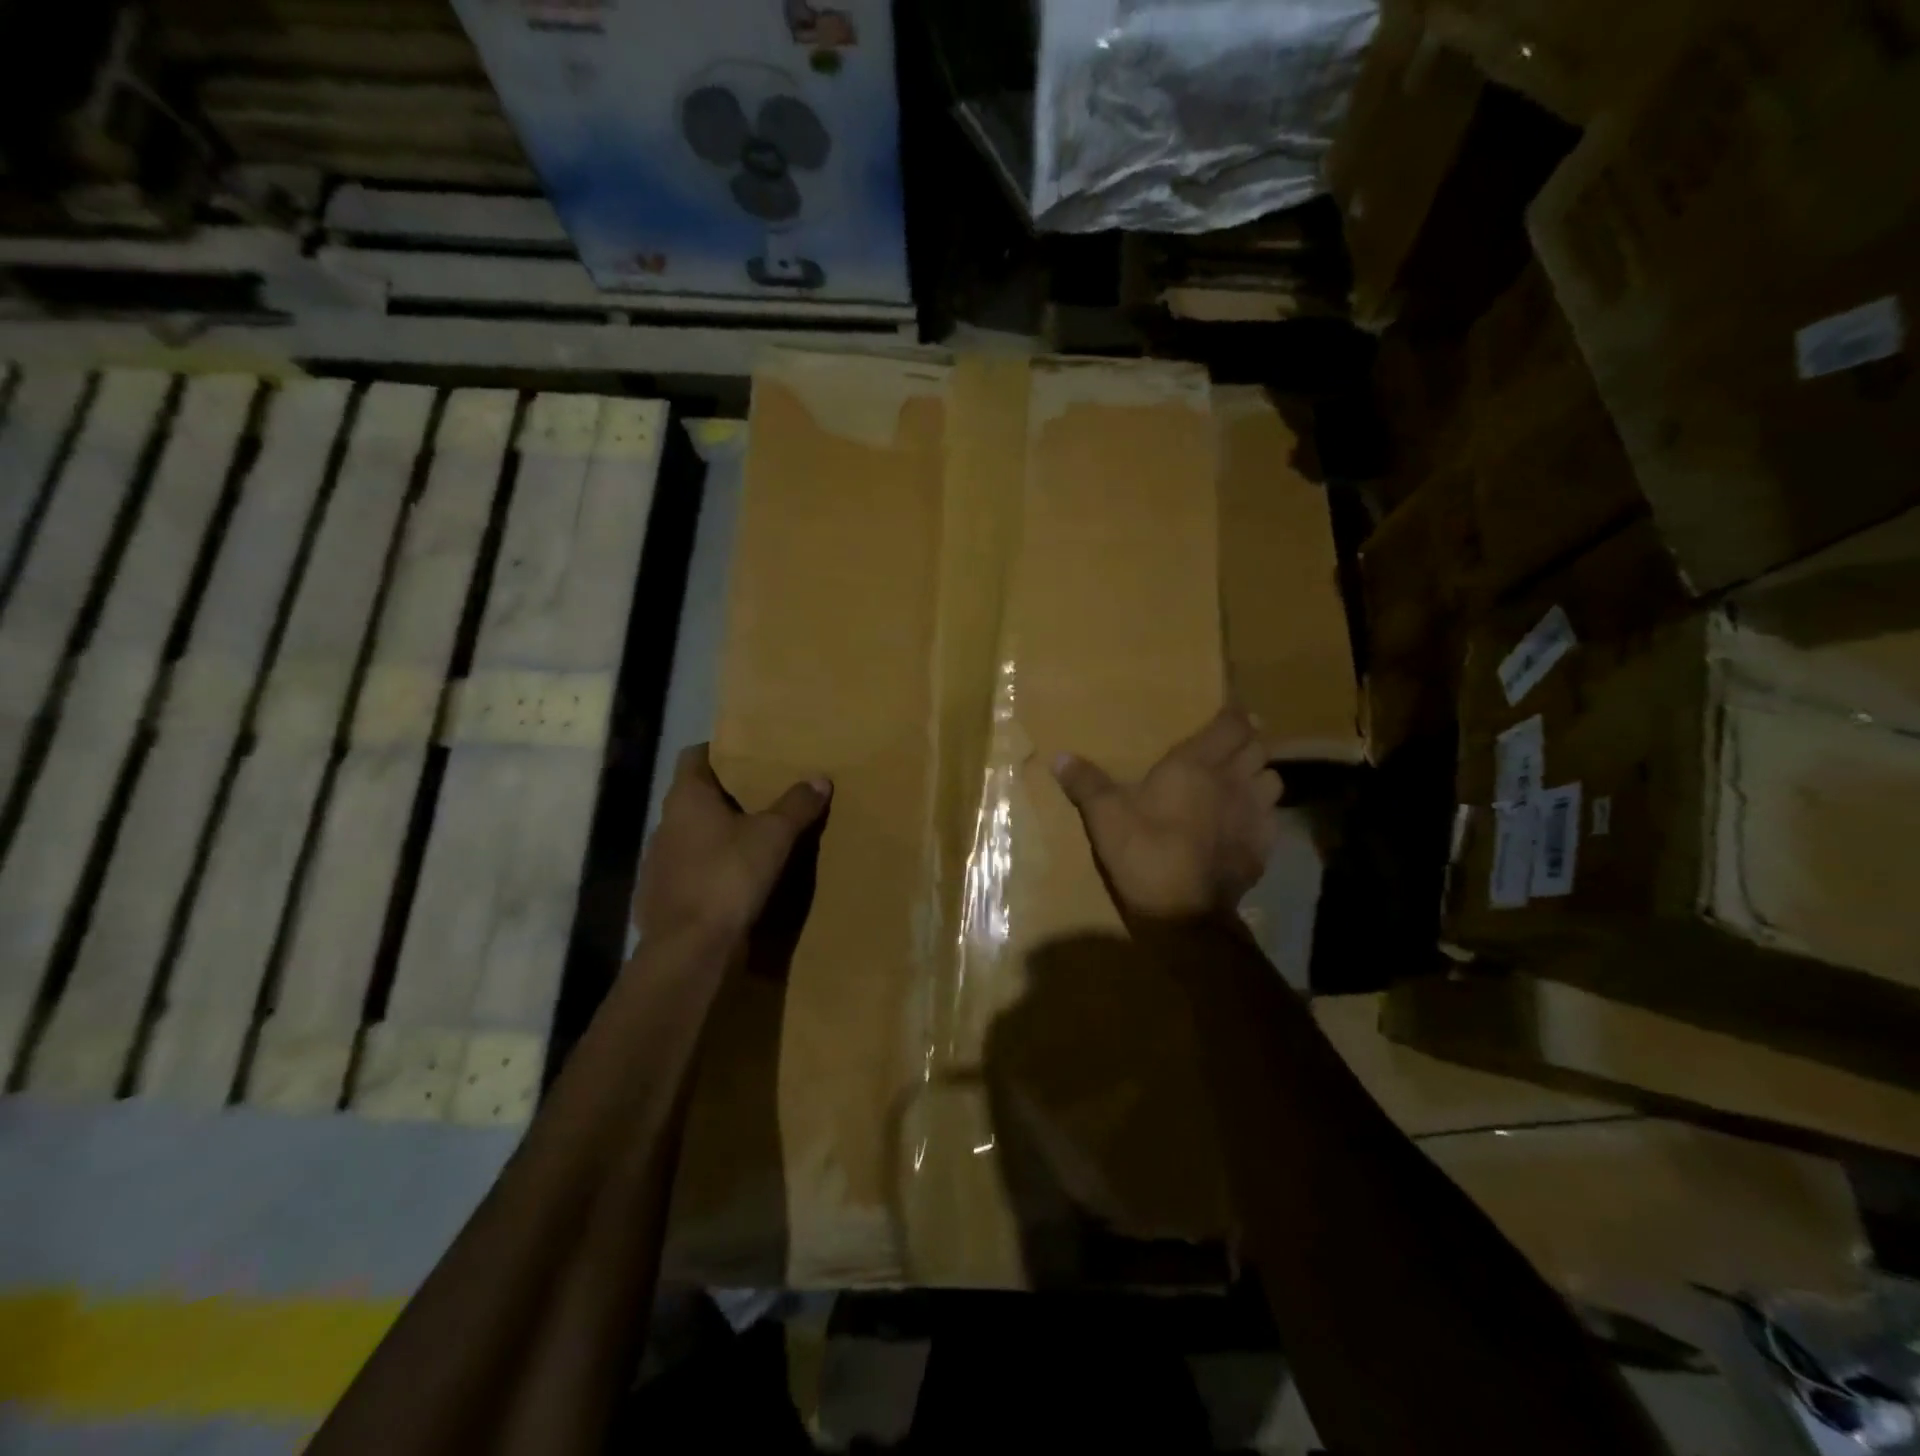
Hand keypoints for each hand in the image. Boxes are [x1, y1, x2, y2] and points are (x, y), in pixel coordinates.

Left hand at [636, 744, 831, 946]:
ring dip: (715, 834)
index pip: (695, 756)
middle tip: (762, 797)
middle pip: (694, 796)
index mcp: (687, 798)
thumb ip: (797, 805)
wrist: (690, 948)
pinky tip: (731, 881)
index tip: (747, 756)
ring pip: (690, 834)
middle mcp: (665, 822)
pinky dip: (707, 868)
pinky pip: (687, 869)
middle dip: (725, 796)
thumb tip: (819, 778)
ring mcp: (657, 861)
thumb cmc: (729, 876)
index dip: (719, 752)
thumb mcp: (774, 836)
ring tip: (750, 840)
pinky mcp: (659, 895)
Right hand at [1052, 708, 1281, 922]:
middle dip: (1248, 742)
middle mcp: (1233, 781)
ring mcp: (1254, 815)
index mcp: (1196, 765)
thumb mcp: (1105, 817)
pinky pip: (1273, 816)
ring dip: (1260, 774)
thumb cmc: (1145, 854)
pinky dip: (1263, 811)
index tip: (1229, 712)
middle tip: (1232, 745)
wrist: (1185, 915)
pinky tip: (1245, 821)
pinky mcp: (1264, 846)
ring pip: (1273, 779)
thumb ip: (1086, 784)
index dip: (1234, 715)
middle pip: (1258, 748)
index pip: (1231, 725)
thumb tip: (1059, 756)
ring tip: (1242, 780)